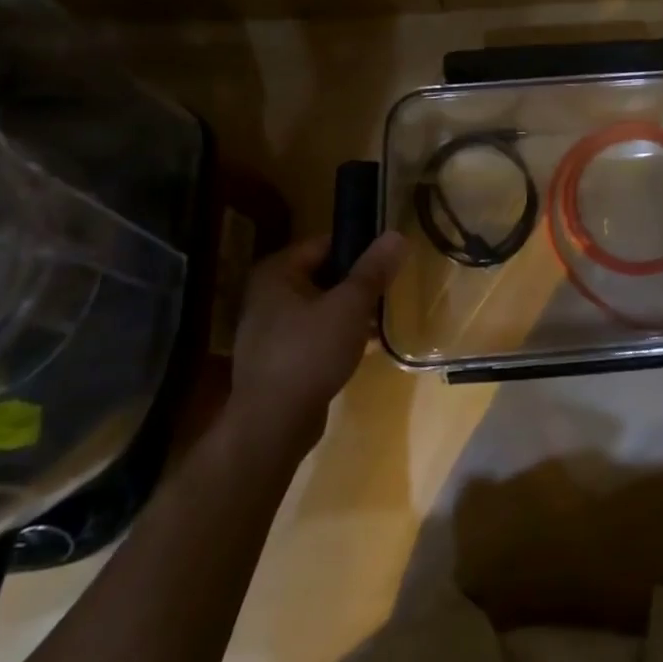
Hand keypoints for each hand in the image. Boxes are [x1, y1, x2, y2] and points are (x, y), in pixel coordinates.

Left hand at [224, 231, 405, 454]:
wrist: (272, 427)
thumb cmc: (310, 353)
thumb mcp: (350, 305)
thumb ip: (374, 269)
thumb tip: (397, 234)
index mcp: (276, 273)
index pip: (325, 244)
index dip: (359, 249)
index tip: (387, 262)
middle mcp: (265, 295)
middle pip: (323, 275)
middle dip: (356, 285)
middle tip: (387, 292)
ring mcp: (267, 330)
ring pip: (319, 307)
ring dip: (348, 312)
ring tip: (379, 321)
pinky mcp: (275, 360)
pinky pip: (312, 335)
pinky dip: (335, 336)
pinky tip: (361, 348)